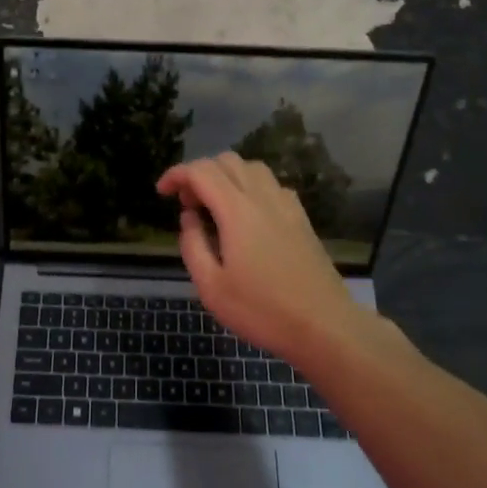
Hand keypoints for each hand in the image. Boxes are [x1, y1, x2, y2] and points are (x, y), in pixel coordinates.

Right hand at [157, 154, 372, 363]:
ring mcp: (287, 207)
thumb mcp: (211, 287)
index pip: (201, 171)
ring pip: (252, 168)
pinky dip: (251, 188)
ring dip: (227, 177)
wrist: (324, 326)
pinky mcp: (301, 220)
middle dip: (200, 174)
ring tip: (215, 207)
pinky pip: (272, 186)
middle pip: (227, 161)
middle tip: (188, 205)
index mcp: (237, 211)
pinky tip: (247, 217)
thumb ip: (193, 246)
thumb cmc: (262, 310)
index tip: (161, 192)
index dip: (176, 175)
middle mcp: (263, 198)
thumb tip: (189, 218)